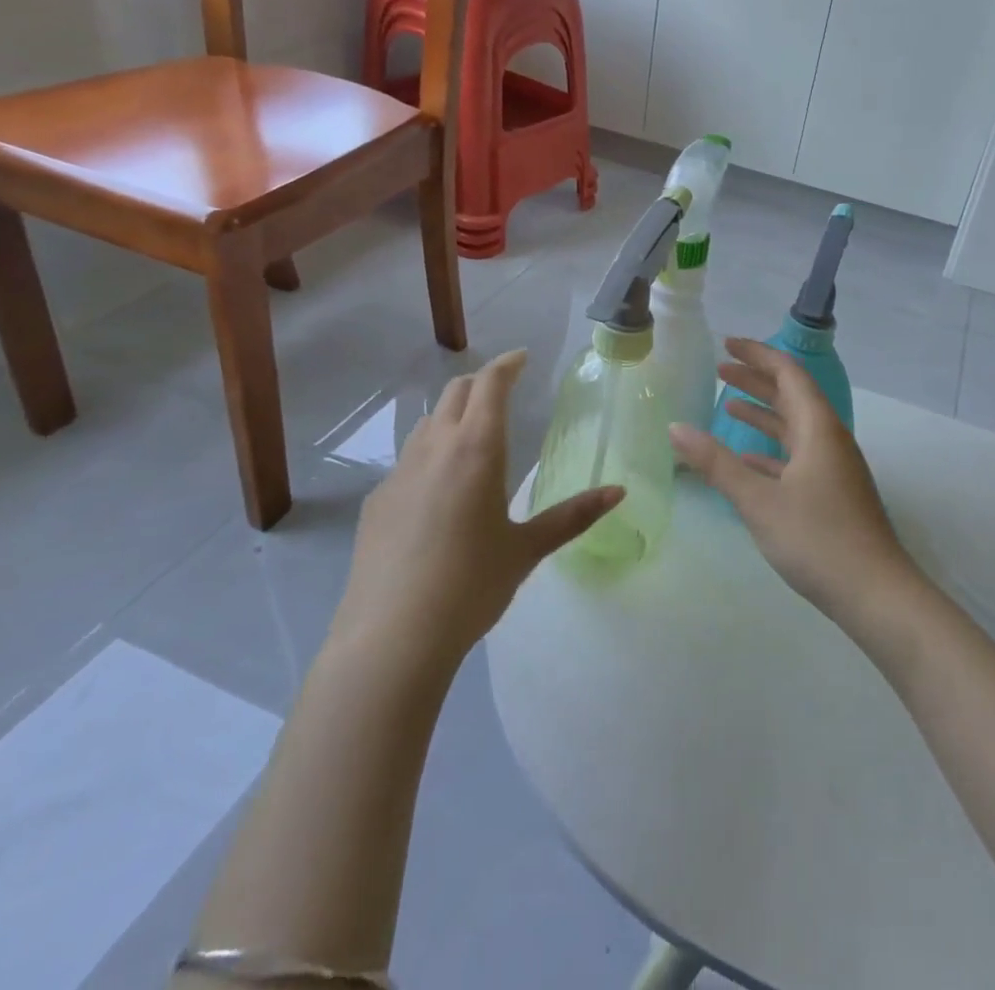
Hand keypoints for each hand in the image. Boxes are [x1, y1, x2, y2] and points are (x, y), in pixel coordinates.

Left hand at [334, 350, 622, 667]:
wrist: (392, 636)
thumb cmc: (471, 586)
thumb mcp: (527, 549)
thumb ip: (573, 516)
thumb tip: (618, 493)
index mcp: (476, 450)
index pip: (490, 384)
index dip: (507, 364)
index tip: (522, 358)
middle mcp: (434, 448)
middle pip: (456, 392)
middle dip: (481, 383)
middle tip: (503, 391)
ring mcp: (399, 473)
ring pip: (427, 423)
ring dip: (453, 416)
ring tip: (473, 437)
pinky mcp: (376, 501)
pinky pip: (408, 461)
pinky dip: (430, 455)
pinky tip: (439, 493)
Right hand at [670, 339, 920, 629]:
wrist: (876, 594)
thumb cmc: (817, 538)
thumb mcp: (758, 500)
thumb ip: (716, 463)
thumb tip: (675, 428)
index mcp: (818, 428)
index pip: (788, 374)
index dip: (758, 355)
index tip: (726, 345)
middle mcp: (829, 439)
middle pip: (792, 396)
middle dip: (757, 379)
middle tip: (720, 369)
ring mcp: (834, 467)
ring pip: (794, 427)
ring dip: (763, 413)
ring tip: (727, 404)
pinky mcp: (833, 493)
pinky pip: (797, 456)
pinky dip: (770, 449)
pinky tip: (746, 459)